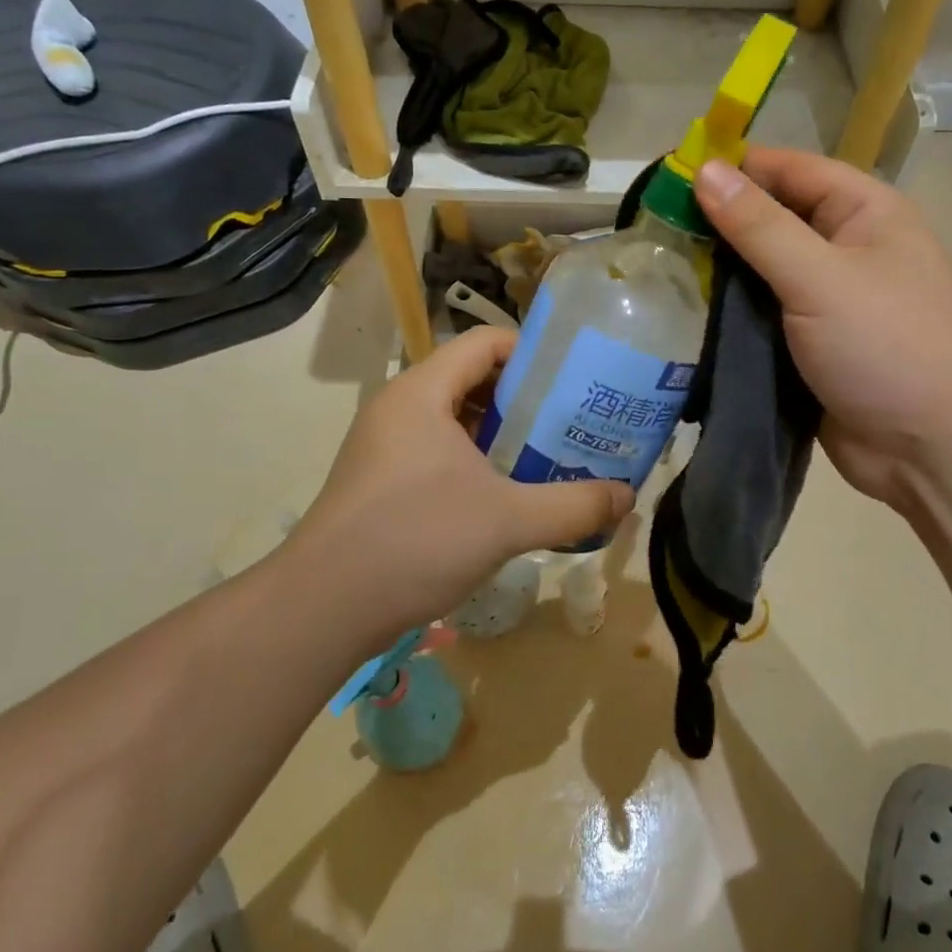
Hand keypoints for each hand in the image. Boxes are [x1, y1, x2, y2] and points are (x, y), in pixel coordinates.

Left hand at [278, 327, 631, 645]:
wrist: (322, 608)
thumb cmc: (415, 540)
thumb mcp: (507, 520)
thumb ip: (574, 506)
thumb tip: (629, 498)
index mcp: (422, 392)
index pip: (483, 343)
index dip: (533, 353)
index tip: (575, 379)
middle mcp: (400, 408)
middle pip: (472, 379)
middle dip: (525, 398)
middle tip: (572, 421)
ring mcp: (385, 446)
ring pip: (455, 420)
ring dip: (501, 433)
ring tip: (549, 455)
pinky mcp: (381, 481)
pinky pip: (437, 452)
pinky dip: (475, 461)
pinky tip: (506, 494)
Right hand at [693, 148, 951, 506]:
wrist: (930, 450)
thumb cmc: (886, 348)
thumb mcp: (820, 278)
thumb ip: (759, 226)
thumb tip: (705, 169)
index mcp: (865, 213)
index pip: (789, 169)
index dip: (734, 168)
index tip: (671, 177)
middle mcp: (847, 247)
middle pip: (772, 218)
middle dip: (719, 222)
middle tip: (655, 229)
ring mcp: (828, 298)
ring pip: (762, 269)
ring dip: (720, 270)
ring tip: (659, 267)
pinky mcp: (810, 342)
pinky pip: (763, 313)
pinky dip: (730, 311)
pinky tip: (687, 311)